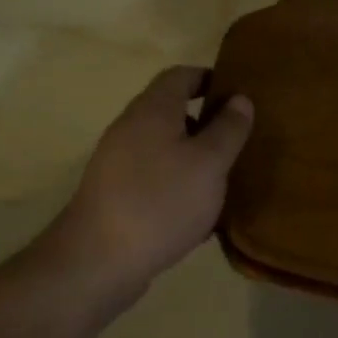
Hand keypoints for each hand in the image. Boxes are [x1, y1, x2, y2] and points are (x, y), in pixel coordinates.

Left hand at [31, 66, 252, 320]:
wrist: (97, 262)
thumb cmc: (160, 201)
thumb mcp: (209, 163)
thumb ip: (228, 128)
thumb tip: (240, 98)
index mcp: (152, 110)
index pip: (180, 76)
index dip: (209, 78)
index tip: (238, 94)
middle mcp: (130, 129)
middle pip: (171, 111)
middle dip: (206, 122)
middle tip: (239, 139)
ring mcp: (118, 164)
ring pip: (165, 148)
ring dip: (194, 157)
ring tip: (226, 178)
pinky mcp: (115, 196)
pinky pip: (154, 178)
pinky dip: (178, 184)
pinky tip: (199, 213)